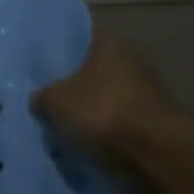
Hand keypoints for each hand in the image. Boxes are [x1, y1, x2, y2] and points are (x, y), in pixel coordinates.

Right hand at [30, 35, 183, 173]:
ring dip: (87, 114)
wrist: (154, 153)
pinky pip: (116, 126)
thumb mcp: (55, 101)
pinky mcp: (151, 124)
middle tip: (45, 101)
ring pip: (104, 100)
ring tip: (60, 129)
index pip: (79, 39)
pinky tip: (81, 145)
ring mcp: (145, 94)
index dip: (58, 53)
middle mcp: (131, 61)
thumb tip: (39, 99)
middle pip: (92, 72)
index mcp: (110, 43)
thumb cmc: (101, 110)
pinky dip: (102, 135)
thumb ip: (42, 96)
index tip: (40, 68)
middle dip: (72, 88)